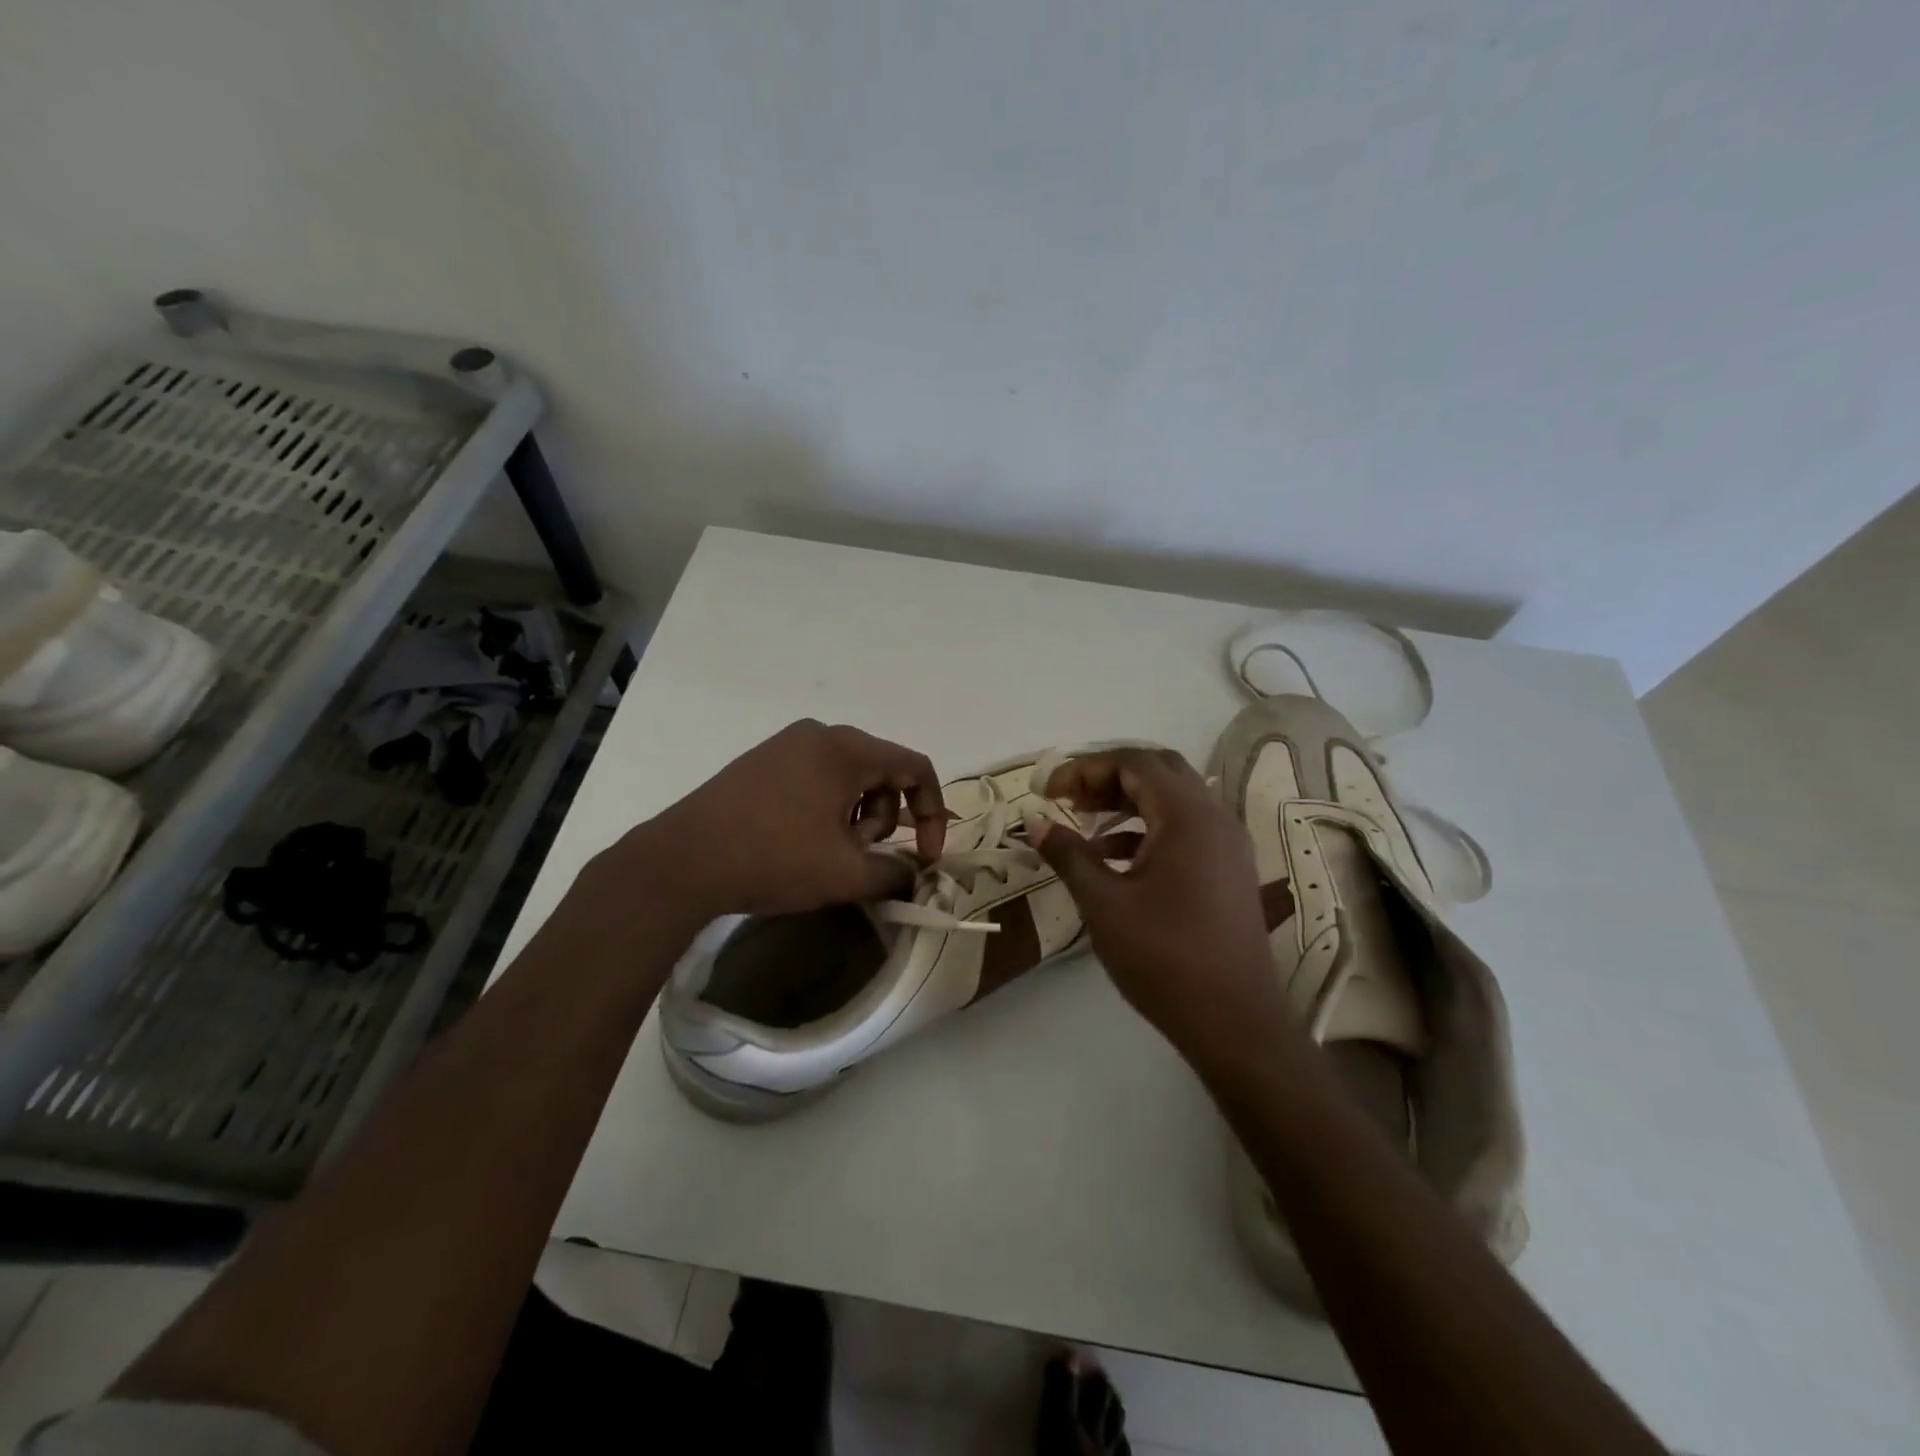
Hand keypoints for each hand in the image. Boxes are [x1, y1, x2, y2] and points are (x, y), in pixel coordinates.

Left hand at [623, 719, 946, 919]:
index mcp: (847, 749)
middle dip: (885, 820)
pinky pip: (816, 779)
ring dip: (855, 818)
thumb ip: (896, 874)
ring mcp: (785, 745)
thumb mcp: (846, 874)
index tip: (927, 857)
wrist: (683, 861)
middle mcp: (820, 735)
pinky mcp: (761, 762)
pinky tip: (802, 842)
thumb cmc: (775, 858)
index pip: (916, 767)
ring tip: (828, 854)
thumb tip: (914, 876)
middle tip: (861, 857)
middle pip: (882, 772)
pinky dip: (827, 810)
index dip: (933, 814)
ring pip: (848, 778)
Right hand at [1032, 747, 1288, 1063]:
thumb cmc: (1165, 959)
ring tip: (1084, 824)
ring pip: (1173, 799)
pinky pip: (1185, 827)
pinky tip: (1115, 858)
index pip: (1134, 762)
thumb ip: (1069, 856)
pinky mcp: (1228, 869)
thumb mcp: (1104, 905)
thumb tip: (1037, 824)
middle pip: (1158, 771)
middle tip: (1069, 799)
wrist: (1235, 1022)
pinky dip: (1148, 828)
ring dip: (1128, 801)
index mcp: (1187, 816)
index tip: (1049, 791)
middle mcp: (1214, 818)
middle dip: (1108, 776)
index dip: (1086, 768)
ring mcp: (1227, 844)